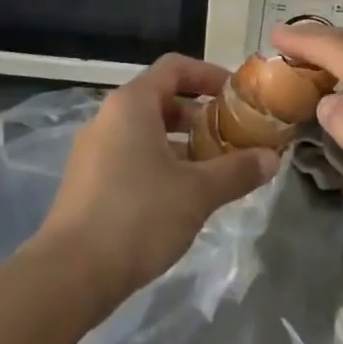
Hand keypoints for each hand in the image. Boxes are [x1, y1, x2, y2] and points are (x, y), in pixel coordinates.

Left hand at [39, 54, 278, 300]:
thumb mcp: (198, 192)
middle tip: (231, 136)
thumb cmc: (138, 216)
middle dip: (199, 115)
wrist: (69, 276)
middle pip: (161, 99)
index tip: (237, 96)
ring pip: (146, 132)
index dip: (209, 75)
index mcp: (132, 104)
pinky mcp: (87, 183)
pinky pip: (131, 158)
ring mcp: (93, 152)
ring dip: (182, 144)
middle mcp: (108, 118)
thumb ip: (237, 171)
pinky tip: (182, 198)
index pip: (174, 68)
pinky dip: (160, 165)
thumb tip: (272, 158)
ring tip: (214, 170)